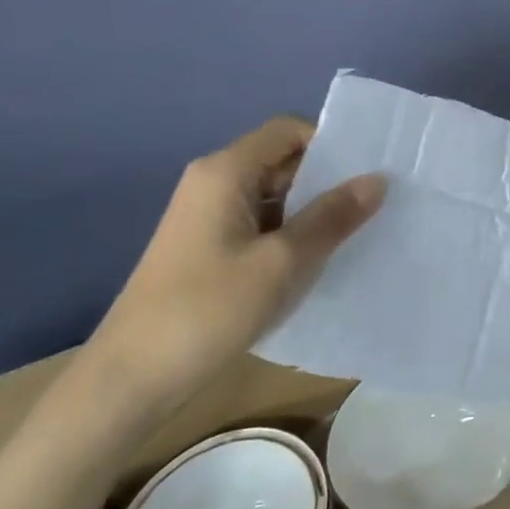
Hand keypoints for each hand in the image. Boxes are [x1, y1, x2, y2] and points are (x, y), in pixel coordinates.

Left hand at [85, 117, 385, 413]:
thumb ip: (332, 217)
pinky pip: (259, 224)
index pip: (289, 130)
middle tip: (374, 207)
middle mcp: (213, 182)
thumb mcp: (283, 262)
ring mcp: (206, 216)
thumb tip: (378, 179)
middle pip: (282, 160)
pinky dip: (289, 234)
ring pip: (273, 196)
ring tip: (355, 235)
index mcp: (226, 171)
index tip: (368, 174)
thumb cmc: (209, 310)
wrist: (131, 378)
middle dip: (327, 180)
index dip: (331, 144)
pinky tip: (315, 262)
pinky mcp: (205, 247)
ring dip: (311, 211)